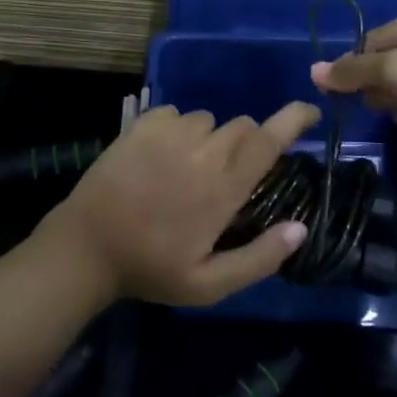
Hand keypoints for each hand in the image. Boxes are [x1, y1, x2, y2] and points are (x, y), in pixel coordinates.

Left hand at [34, 102, 319, 305]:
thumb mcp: (209, 284)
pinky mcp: (141, 124)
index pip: (268, 139)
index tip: (310, 112)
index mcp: (223, 187)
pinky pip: (174, 113)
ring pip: (207, 120)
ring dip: (210, 139)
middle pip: (242, 126)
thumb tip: (299, 229)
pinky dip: (178, 128)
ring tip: (189, 169)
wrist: (87, 245)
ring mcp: (169, 132)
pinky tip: (163, 155)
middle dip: (248, 143)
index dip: (293, 119)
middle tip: (229, 175)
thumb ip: (259, 258)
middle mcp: (201, 150)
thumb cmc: (150, 268)